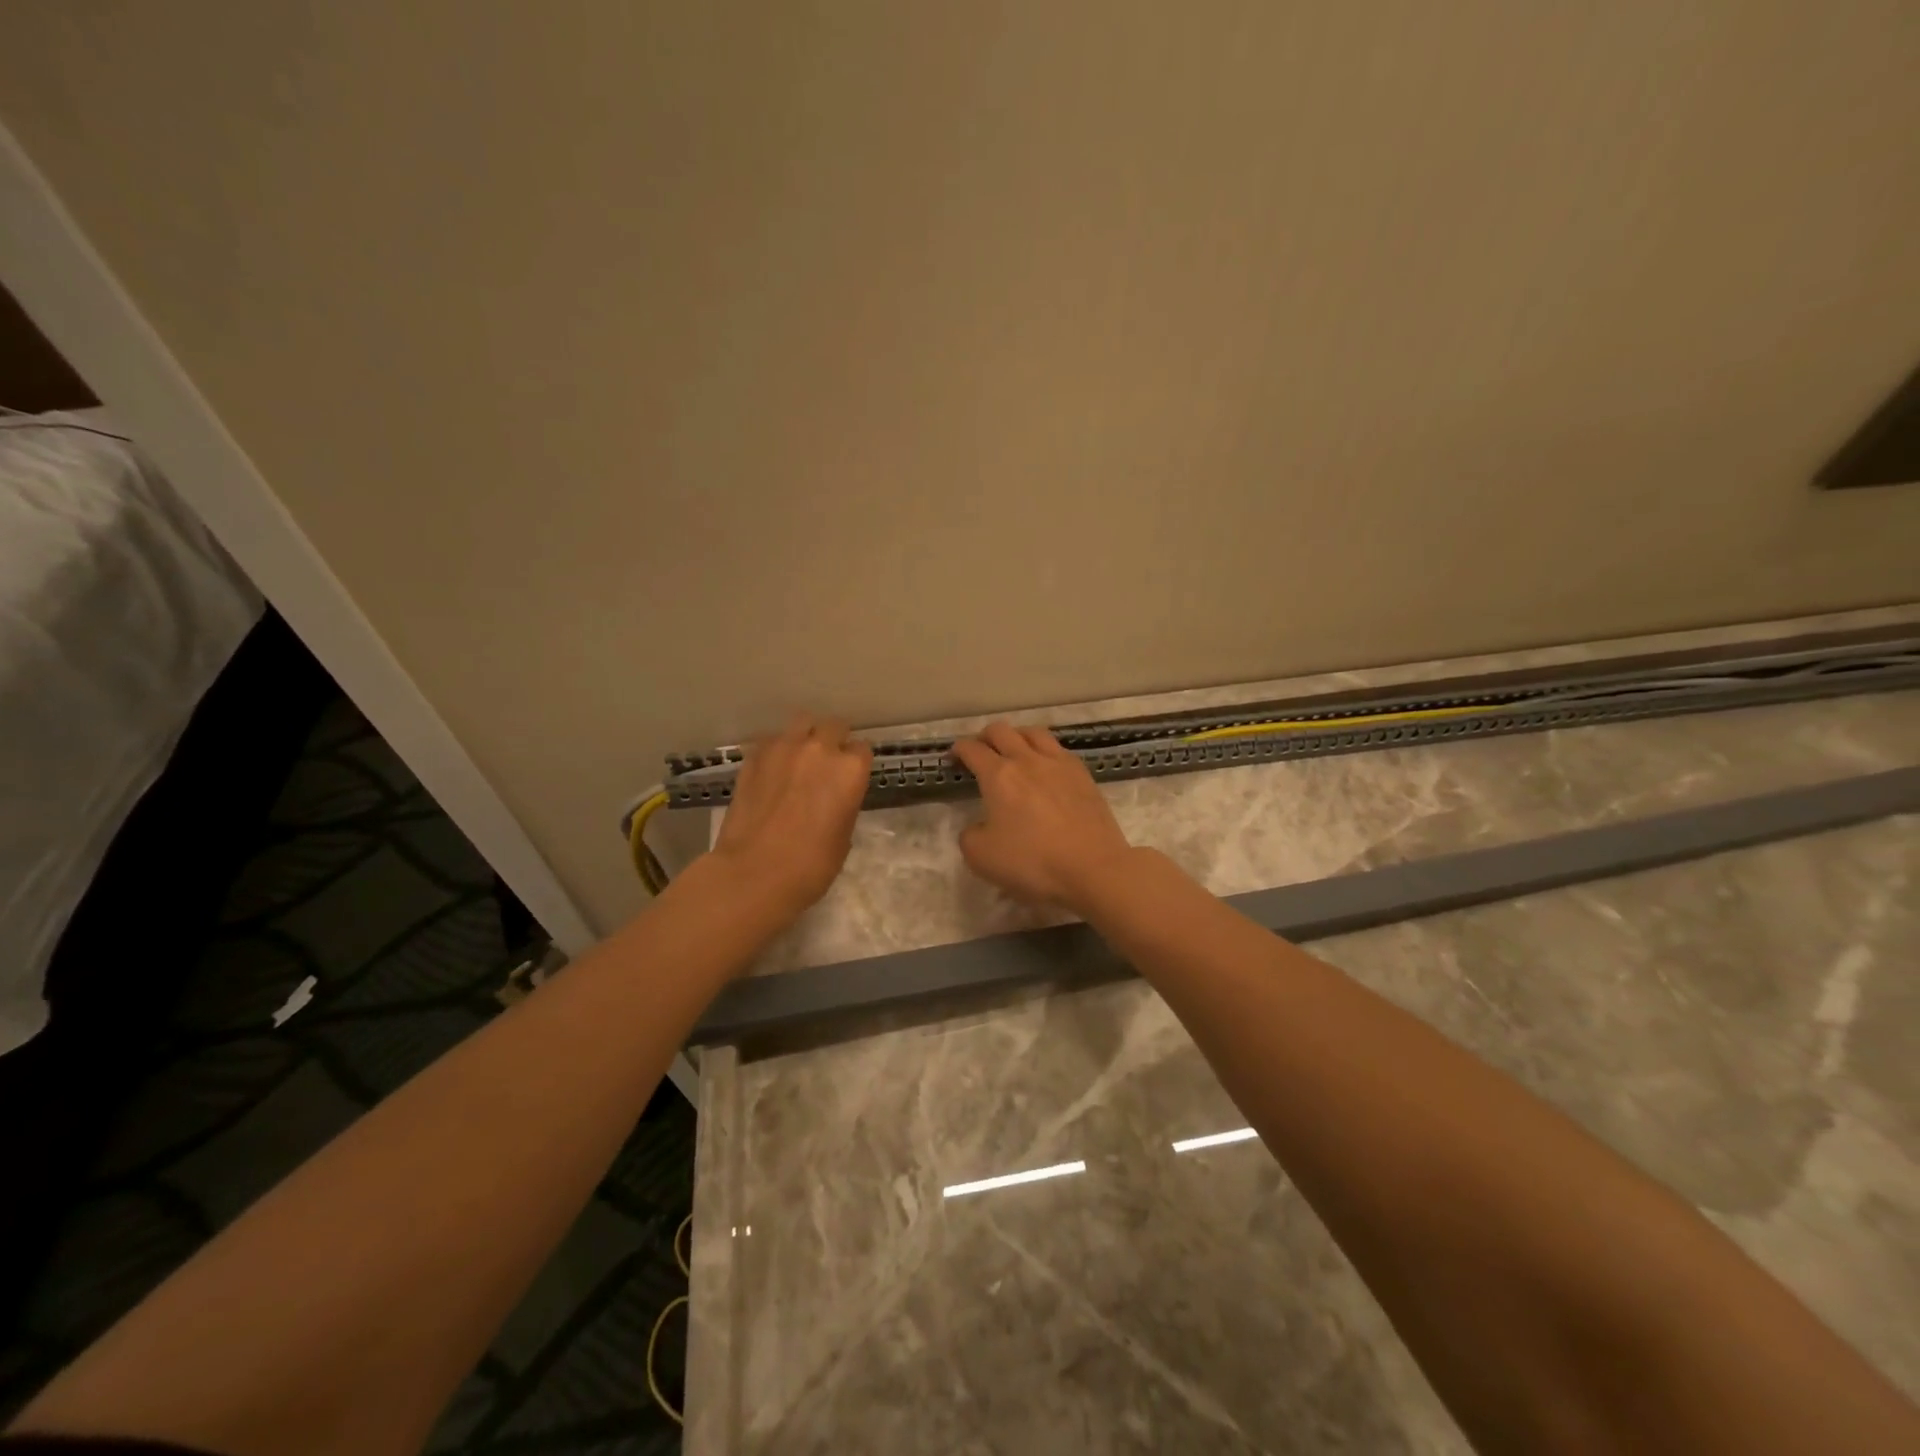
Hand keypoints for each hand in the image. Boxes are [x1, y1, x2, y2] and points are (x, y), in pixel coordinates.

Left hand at [713, 713, 872, 918]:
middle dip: (833, 740)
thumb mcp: (843, 837)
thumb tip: (833, 798)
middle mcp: (820, 749)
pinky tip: (772, 770)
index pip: (862, 749)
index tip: (850, 777)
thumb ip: (843, 804)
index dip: (856, 764)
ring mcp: (783, 748)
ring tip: (799, 759)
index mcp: (850, 770)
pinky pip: (771, 740)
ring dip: (805, 737)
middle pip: (833, 726)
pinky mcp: (753, 756)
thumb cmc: (810, 867)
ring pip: (801, 723)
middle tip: (826, 765)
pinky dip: (776, 749)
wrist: (754, 874)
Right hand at [951, 722, 1137, 911]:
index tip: (954, 758)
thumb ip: (970, 835)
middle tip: (981, 752)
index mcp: (998, 775)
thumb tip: (978, 826)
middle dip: (985, 737)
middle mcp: (1027, 760)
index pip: (972, 749)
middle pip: (1002, 731)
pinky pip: (1058, 749)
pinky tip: (1046, 768)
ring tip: (1014, 751)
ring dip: (1017, 736)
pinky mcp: (1084, 775)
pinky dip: (1044, 751)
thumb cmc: (1032, 863)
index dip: (959, 750)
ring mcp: (1059, 764)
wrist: (1093, 868)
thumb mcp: (981, 857)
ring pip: (1033, 732)